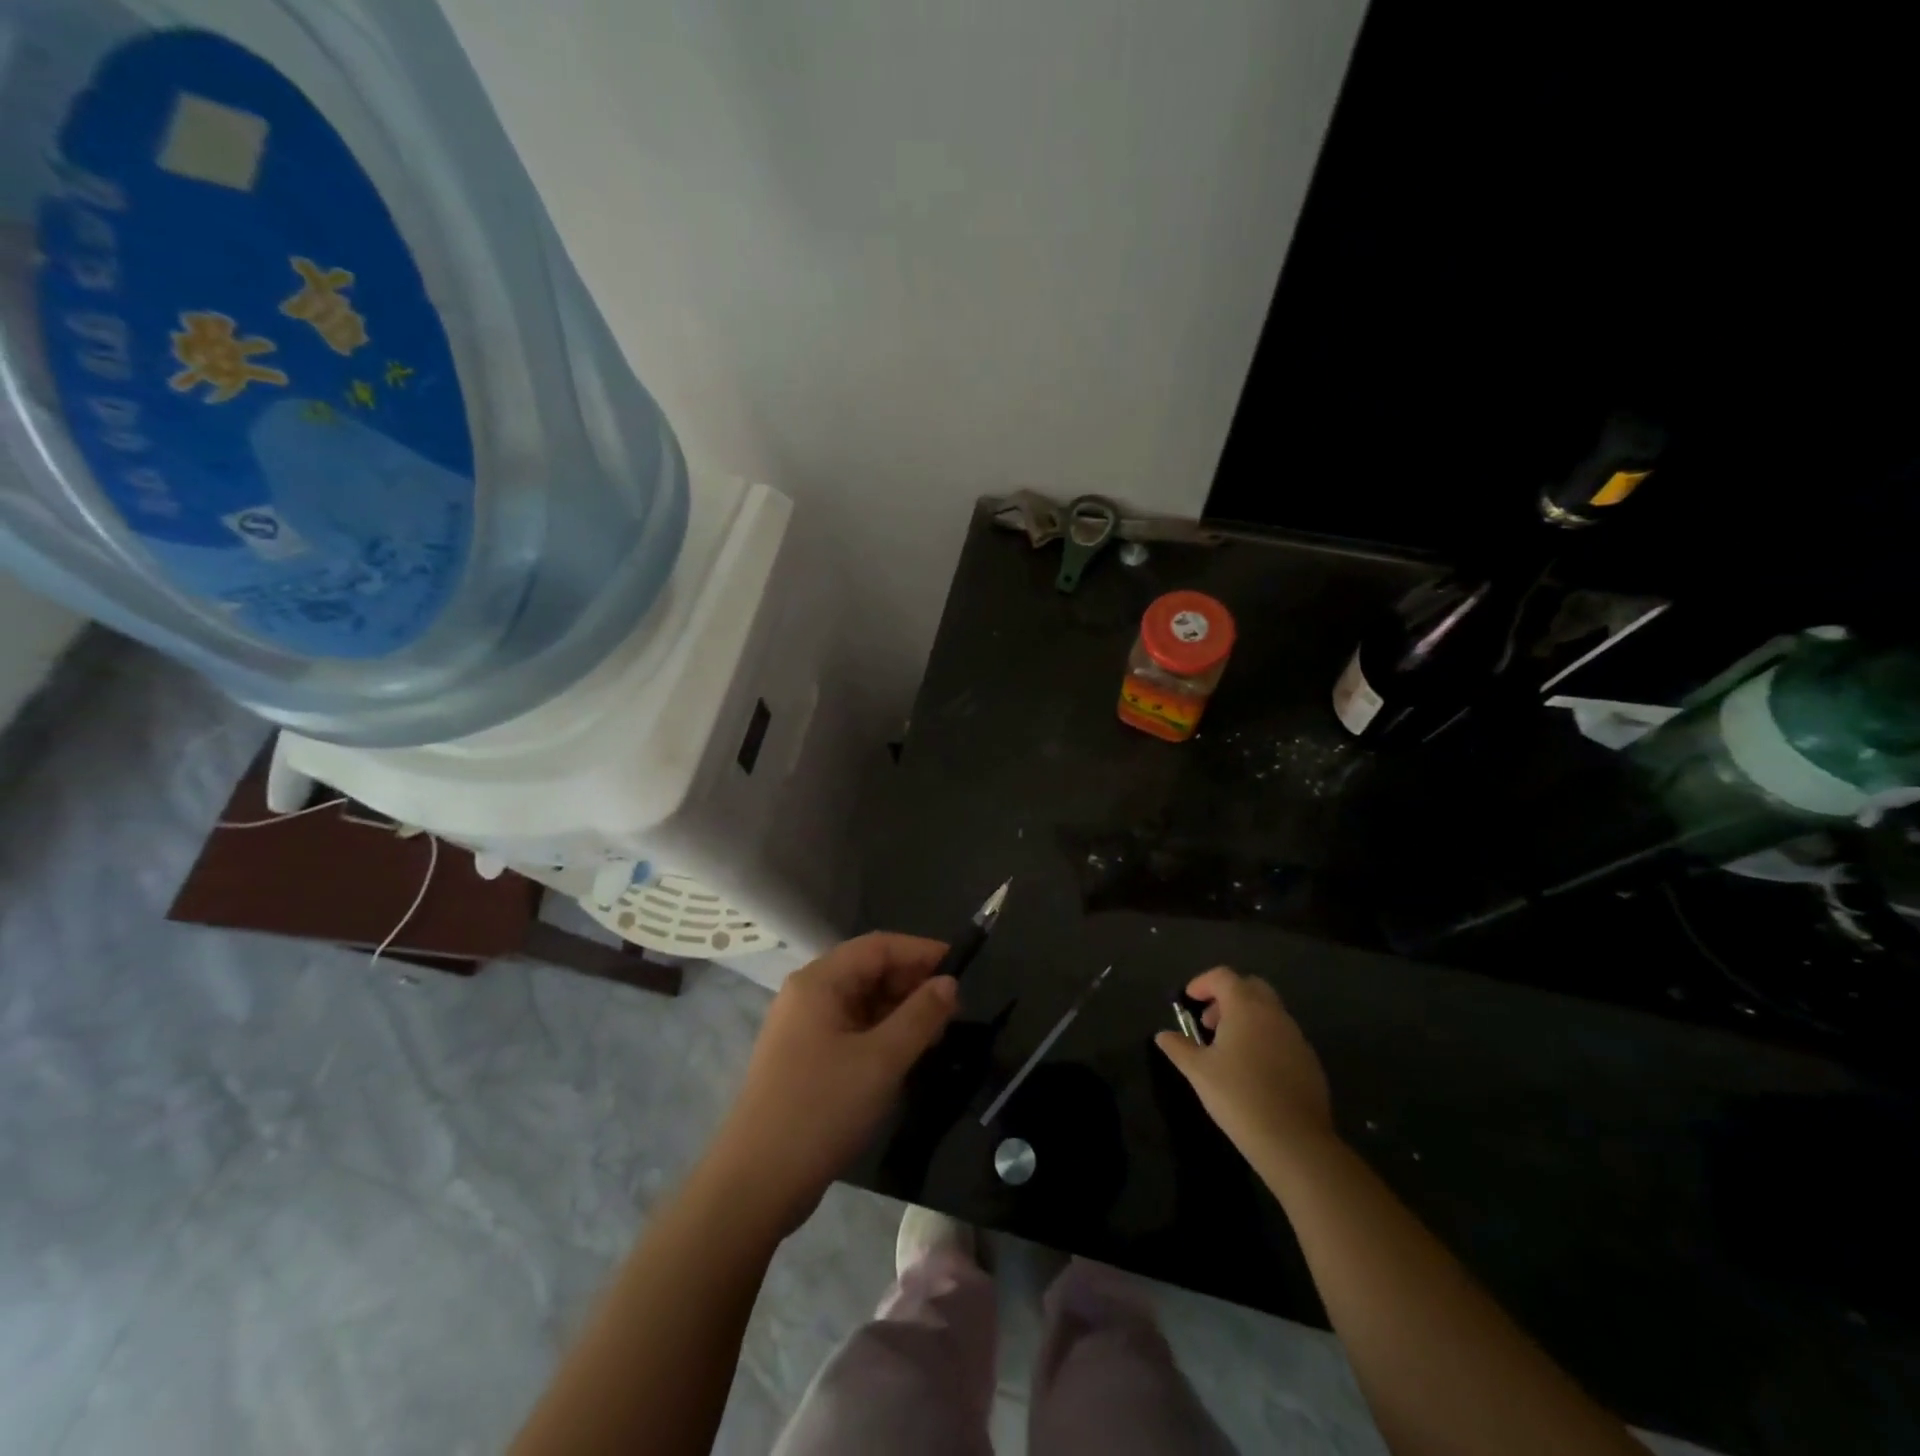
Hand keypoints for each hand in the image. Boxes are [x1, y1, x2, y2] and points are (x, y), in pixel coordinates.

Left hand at [708, 932, 957, 1230]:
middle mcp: (807, 995)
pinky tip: (906, 1055)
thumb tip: (949, 983)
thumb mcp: (882, 1060)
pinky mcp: (803, 1059)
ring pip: (861, 1002)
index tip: (961, 967)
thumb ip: (921, 1016)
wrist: (756, 1184)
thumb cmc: (821, 1109)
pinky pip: (850, 1029)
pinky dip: (881, 1034)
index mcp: (819, 981)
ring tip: (937, 1034)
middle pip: (868, 971)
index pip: (878, 946)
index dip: (921, 951)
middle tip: (954, 1009)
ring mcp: (802, 1028)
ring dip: (899, 1011)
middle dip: (912, 984)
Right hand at [1155, 966, 1334, 1161]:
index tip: (1189, 1001)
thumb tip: (1163, 1035)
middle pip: (1250, 987)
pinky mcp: (1310, 1061)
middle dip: (1227, 997)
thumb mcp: (1199, 1072)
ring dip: (1246, 1018)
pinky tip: (1254, 1071)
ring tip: (1228, 1050)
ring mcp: (1296, 1037)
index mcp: (1246, 1008)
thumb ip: (1179, 1047)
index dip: (1202, 983)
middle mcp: (1274, 1014)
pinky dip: (1264, 1039)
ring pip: (1269, 1012)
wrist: (1294, 1141)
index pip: (1223, 976)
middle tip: (1210, 1023)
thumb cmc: (1239, 1096)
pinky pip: (1283, 1036)